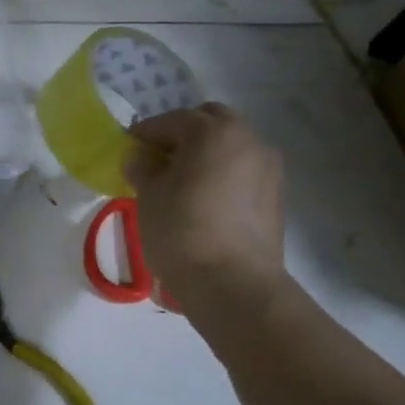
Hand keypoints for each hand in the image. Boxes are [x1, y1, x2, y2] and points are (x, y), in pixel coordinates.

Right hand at [123, 103, 285, 312]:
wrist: (233, 283)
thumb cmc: (181, 230)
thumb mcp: (148, 195)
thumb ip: (142, 167)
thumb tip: (140, 157)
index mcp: (213, 132)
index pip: (172, 120)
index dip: (145, 132)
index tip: (128, 148)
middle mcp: (248, 139)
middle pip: (211, 122)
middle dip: (183, 134)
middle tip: (158, 158)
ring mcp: (268, 167)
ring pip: (230, 145)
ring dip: (206, 153)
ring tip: (181, 180)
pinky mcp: (276, 195)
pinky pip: (243, 170)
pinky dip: (222, 173)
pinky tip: (204, 199)